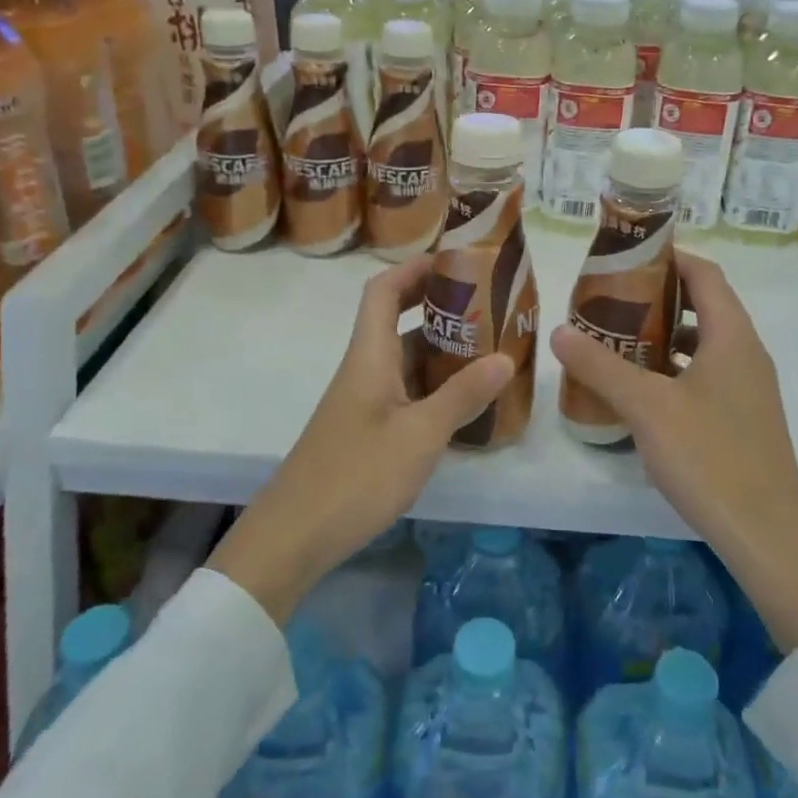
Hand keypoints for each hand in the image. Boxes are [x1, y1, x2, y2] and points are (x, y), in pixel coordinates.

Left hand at [208, 255, 514, 622]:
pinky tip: (464, 401)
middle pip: (397, 320)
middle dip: (439, 306)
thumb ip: (462, 396)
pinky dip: (434, 385)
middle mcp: (364, 369)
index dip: (415, 268)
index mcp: (369, 356)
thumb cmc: (355, 476)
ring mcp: (363, 401)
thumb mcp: (419, 435)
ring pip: (404, 359)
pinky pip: (404, 391)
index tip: (456, 260)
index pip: (383, 291)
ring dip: (441, 348)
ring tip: (489, 348)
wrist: (292, 537)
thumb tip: (505, 358)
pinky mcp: (366, 430)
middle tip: (488, 306)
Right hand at [550, 249, 797, 652]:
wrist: (766, 535)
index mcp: (732, 337)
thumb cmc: (709, 458)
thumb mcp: (647, 407)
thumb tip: (559, 331)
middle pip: (704, 305)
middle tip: (610, 299)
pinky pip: (706, 375)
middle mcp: (746, 354)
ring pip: (703, 344)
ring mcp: (749, 389)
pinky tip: (641, 391)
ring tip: (618, 340)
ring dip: (664, 336)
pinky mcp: (743, 419)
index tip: (627, 256)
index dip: (670, 257)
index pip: (705, 274)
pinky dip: (674, 370)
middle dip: (658, 297)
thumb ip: (601, 367)